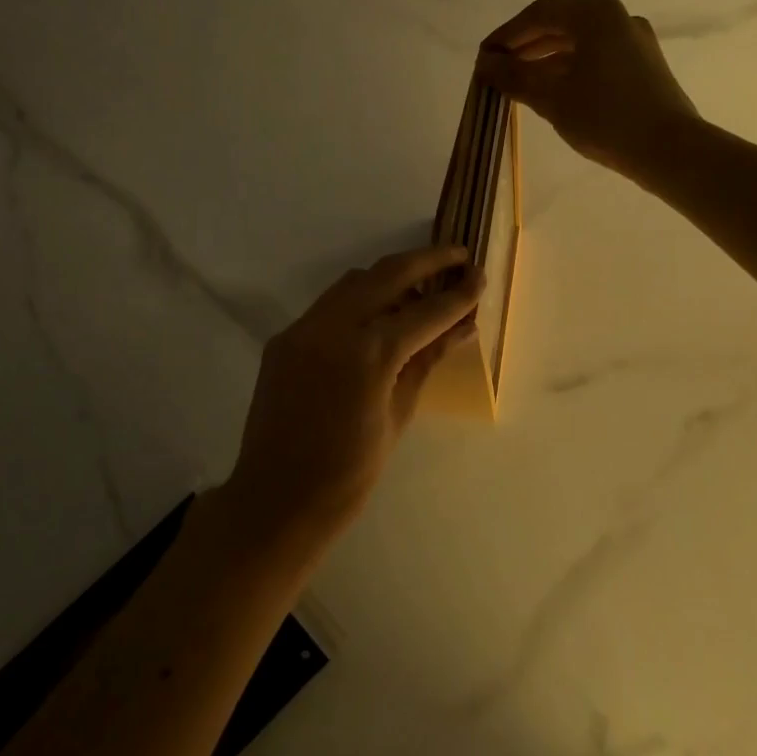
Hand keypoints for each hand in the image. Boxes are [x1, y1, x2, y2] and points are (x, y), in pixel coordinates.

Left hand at [223, 245, 483, 549]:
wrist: (277, 499)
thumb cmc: (349, 473)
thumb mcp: (398, 415)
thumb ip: (427, 360)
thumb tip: (461, 326)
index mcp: (369, 355)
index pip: (425, 312)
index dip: (458, 294)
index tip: (480, 276)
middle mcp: (333, 328)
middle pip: (387, 273)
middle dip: (427, 260)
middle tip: (458, 255)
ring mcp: (303, 329)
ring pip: (354, 282)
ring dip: (391, 276)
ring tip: (421, 287)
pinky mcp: (285, 338)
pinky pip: (330, 305)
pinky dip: (360, 299)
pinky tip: (379, 317)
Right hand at [477, 0, 698, 181]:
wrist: (670, 150)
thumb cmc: (606, 118)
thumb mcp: (552, 98)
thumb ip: (514, 77)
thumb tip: (484, 64)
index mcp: (595, 15)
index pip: (537, 15)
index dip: (504, 36)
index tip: (482, 58)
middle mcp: (617, 18)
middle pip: (559, 26)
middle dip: (524, 48)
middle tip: (495, 72)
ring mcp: (634, 41)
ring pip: (578, 44)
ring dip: (544, 61)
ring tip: (517, 84)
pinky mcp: (643, 65)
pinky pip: (596, 58)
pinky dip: (569, 70)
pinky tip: (551, 92)